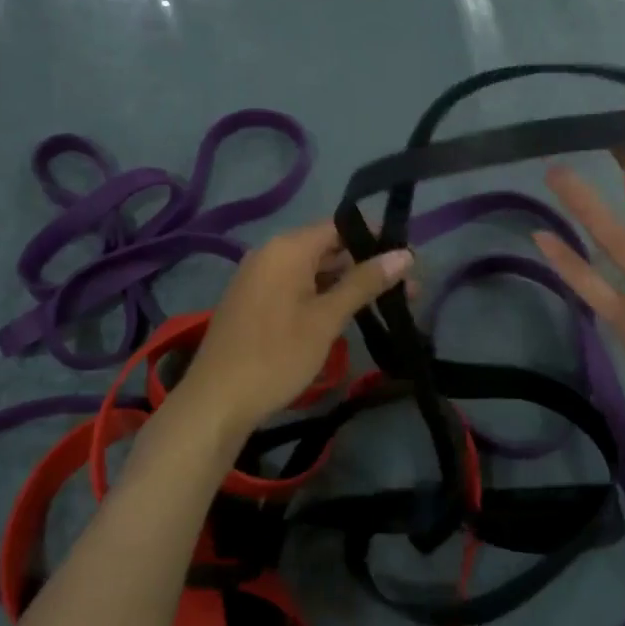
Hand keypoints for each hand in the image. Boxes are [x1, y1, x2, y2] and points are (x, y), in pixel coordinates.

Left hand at [172, 219, 413, 440]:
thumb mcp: (326, 319)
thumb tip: (405, 254)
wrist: (217, 400)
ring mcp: (259, 277)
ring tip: (386, 304)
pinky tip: (346, 314)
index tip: (408, 258)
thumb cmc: (276, 355)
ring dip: (347, 283)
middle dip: (366, 264)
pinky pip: (296, 286)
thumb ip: (364, 283)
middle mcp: (270, 253)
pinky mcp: (255, 301)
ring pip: (313, 270)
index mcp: (287, 248)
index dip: (375, 237)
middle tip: (407, 288)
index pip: (340, 225)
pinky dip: (323, 295)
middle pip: (327, 247)